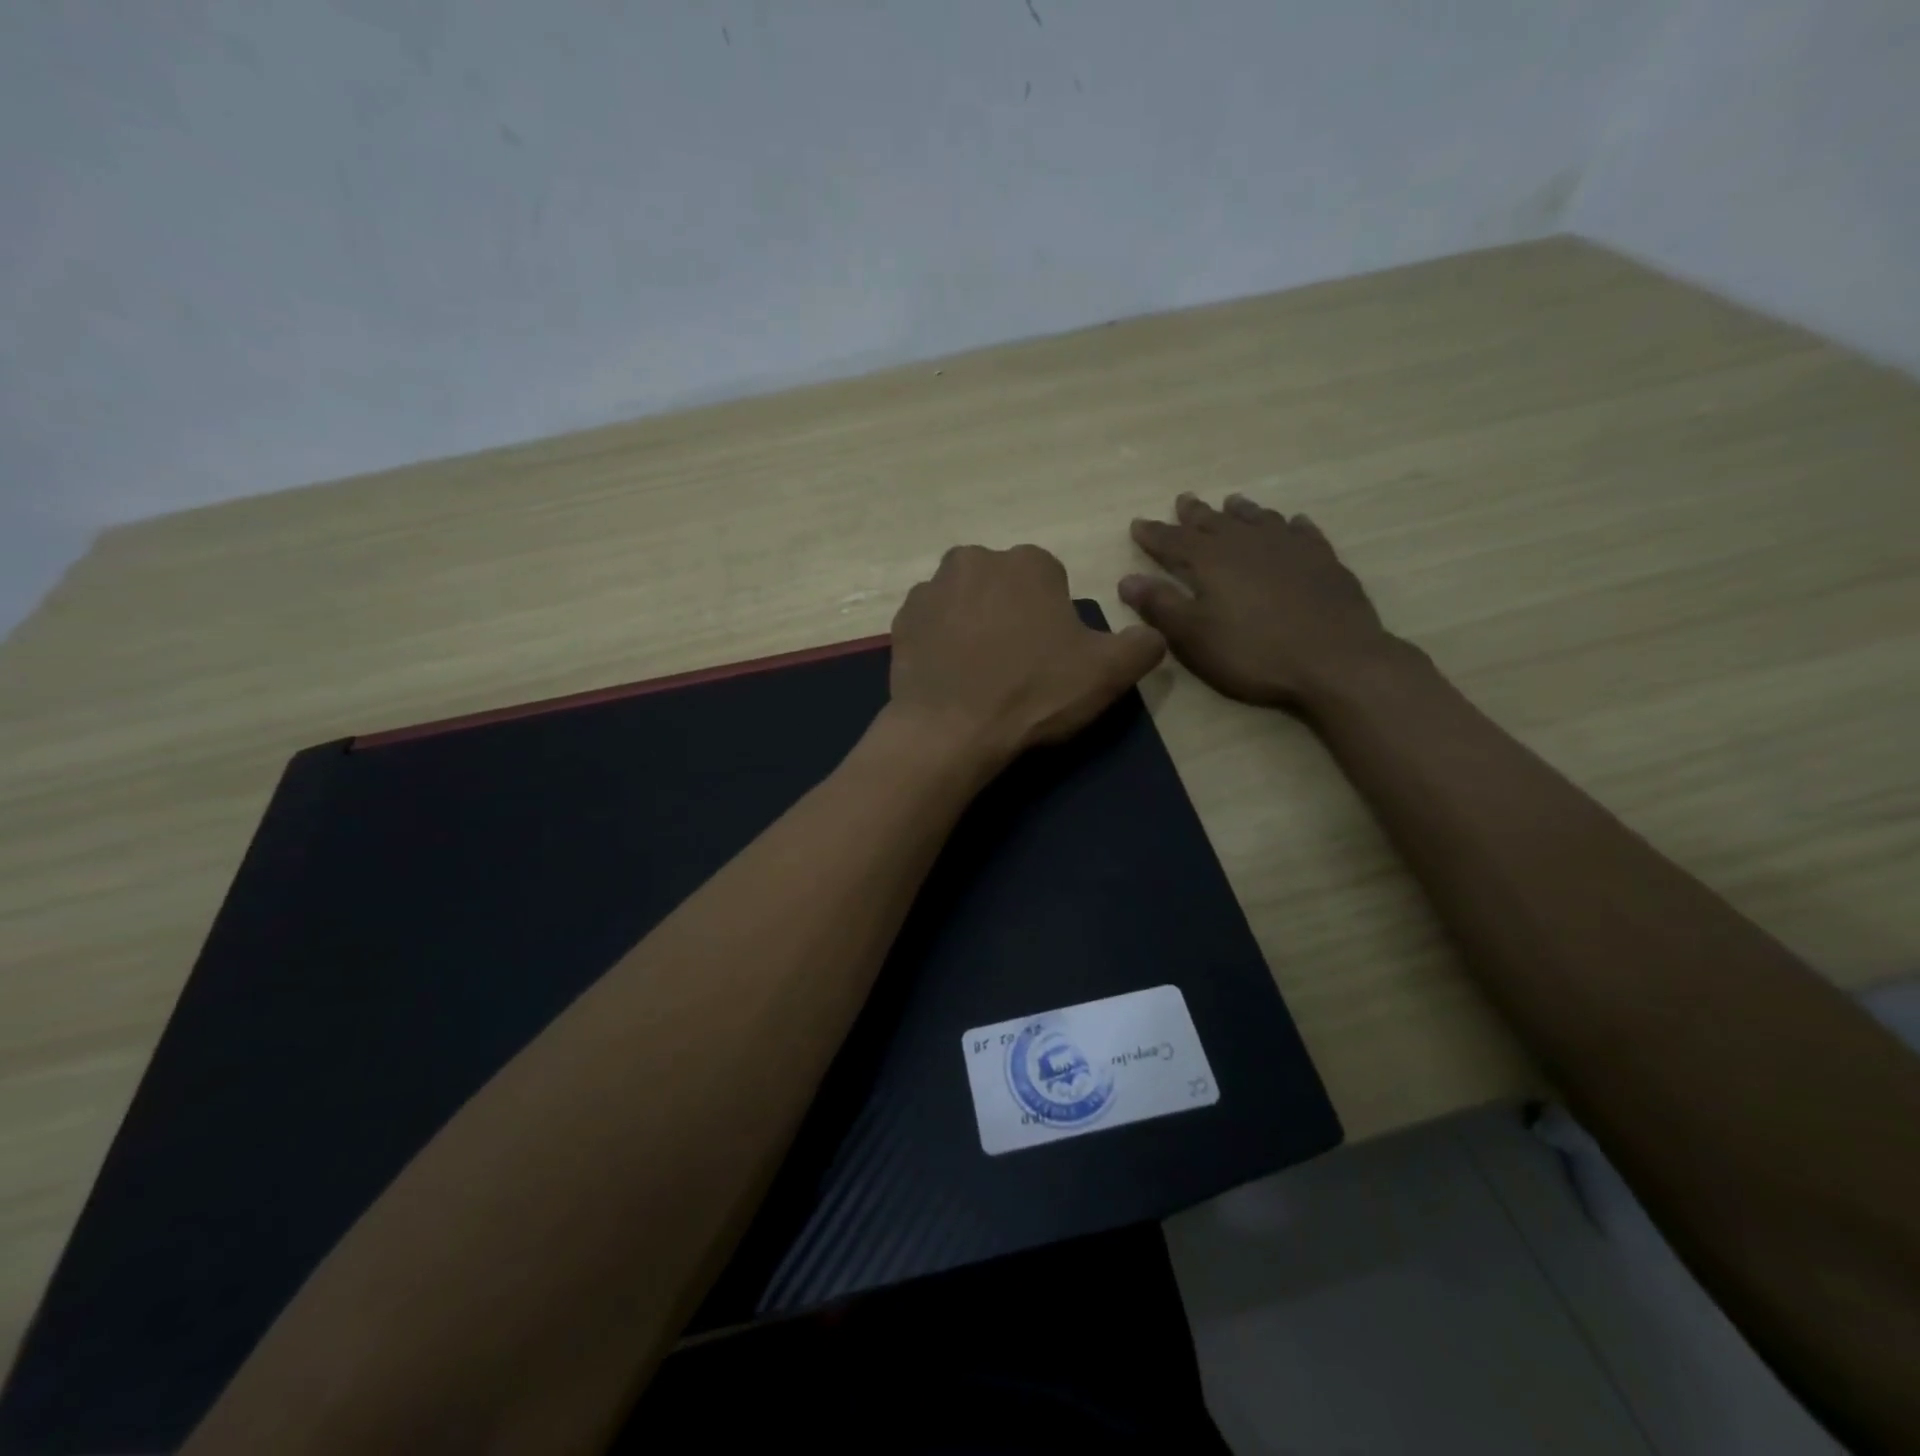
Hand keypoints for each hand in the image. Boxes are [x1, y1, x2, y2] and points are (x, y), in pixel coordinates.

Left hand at [886, 544, 1164, 768]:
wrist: (951, 731)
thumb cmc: (1034, 694)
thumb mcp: (1108, 673)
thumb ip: (1142, 644)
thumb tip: (1151, 634)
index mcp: (1028, 562)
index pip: (1050, 582)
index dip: (1054, 620)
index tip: (1049, 656)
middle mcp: (975, 559)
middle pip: (1004, 586)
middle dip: (1012, 614)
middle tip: (1016, 665)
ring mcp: (931, 588)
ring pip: (965, 601)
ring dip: (974, 624)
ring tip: (981, 673)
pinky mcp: (902, 620)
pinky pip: (932, 624)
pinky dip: (942, 641)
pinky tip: (951, 675)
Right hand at [1120, 493, 1395, 711]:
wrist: (1335, 660)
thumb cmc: (1253, 652)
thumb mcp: (1193, 636)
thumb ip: (1160, 605)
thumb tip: (1127, 580)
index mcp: (1211, 560)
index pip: (1173, 541)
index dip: (1153, 534)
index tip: (1137, 523)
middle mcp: (1247, 543)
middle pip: (1215, 522)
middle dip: (1195, 514)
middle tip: (1184, 500)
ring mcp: (1289, 548)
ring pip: (1258, 519)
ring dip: (1241, 512)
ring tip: (1232, 503)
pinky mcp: (1323, 561)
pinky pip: (1302, 533)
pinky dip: (1291, 526)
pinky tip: (1293, 524)